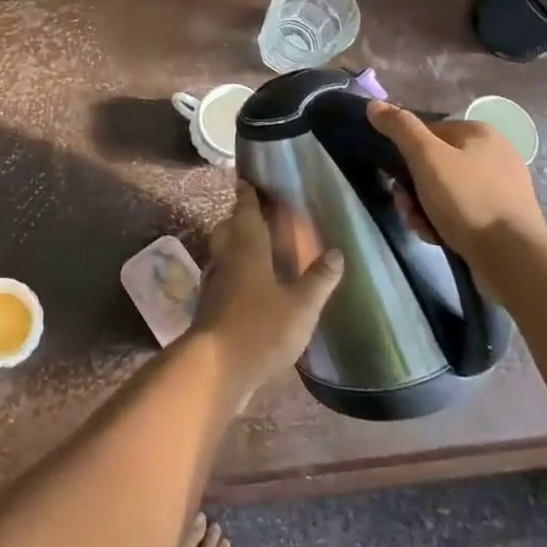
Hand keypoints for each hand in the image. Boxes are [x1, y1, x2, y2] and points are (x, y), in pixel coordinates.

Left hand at [190, 183, 342, 401]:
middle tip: (256, 212)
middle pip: (229, 227)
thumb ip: (318, 279)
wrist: (216, 365)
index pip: (245, 210)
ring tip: (256, 245)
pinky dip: (234, 268)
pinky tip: (249, 283)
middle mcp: (226, 256)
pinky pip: (223, 273)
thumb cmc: (261, 328)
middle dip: (240, 216)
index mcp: (247, 247)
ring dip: (235, 242)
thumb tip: (336, 251)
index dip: (247, 194)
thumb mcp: (301, 306)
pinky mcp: (210, 302)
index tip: (247, 180)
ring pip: (223, 249)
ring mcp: (215, 280)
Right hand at [367, 101, 546, 264]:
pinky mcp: (503, 218)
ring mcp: (501, 189)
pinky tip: (437, 236)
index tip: (396, 178)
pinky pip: (462, 212)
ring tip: (421, 226)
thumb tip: (374, 105)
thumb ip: (400, 127)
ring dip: (423, 207)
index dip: (406, 154)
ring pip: (444, 191)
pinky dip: (444, 222)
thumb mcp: (426, 157)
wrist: (513, 258)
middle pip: (434, 165)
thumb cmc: (467, 200)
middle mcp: (495, 155)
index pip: (428, 132)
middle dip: (412, 188)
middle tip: (406, 206)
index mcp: (480, 133)